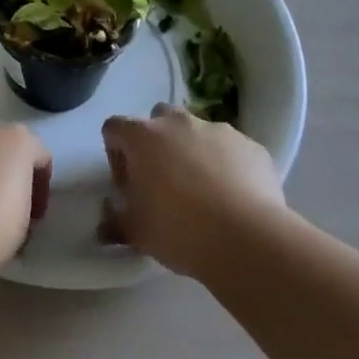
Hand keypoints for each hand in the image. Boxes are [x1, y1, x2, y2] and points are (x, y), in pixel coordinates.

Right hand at [101, 104, 288, 276]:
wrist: (248, 240)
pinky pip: (230, 149)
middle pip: (158, 119)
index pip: (114, 127)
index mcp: (143, 137)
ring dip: (192, 152)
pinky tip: (231, 197)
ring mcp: (219, 131)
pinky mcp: (251, 146)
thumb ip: (115, 221)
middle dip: (156, 143)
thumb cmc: (179, 230)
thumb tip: (106, 223)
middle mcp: (179, 123)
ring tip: (202, 191)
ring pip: (197, 132)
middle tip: (162, 181)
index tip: (127, 184)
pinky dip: (225, 165)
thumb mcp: (135, 232)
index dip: (115, 154)